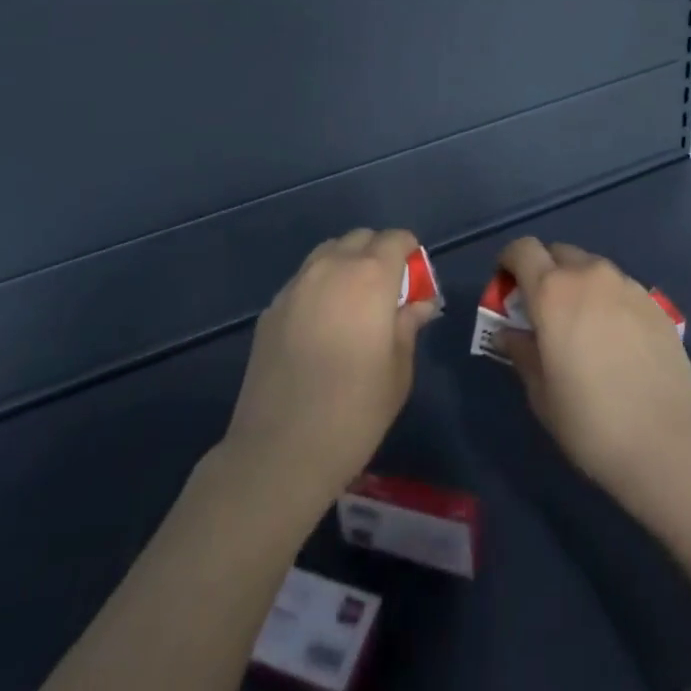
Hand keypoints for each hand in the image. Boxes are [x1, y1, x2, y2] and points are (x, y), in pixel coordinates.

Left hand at [221, 228, 439, 507]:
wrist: (279, 452)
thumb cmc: (354, 412)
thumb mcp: (398, 371)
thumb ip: (409, 326)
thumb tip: (419, 304)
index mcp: (370, 276)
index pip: (396, 239)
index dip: (409, 252)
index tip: (415, 279)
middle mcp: (331, 267)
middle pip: (360, 238)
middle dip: (378, 253)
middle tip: (387, 292)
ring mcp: (296, 285)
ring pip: (328, 253)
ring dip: (346, 264)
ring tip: (353, 303)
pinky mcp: (271, 309)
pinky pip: (303, 280)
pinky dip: (319, 286)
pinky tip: (321, 325)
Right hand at [498, 237, 690, 504]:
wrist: (669, 442)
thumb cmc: (591, 421)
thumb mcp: (541, 394)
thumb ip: (522, 352)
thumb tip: (509, 333)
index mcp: (552, 291)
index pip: (523, 249)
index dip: (510, 262)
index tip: (507, 287)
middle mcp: (588, 275)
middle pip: (558, 253)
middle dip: (545, 272)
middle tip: (544, 311)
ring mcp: (626, 284)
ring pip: (591, 268)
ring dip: (578, 284)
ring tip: (583, 326)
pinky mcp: (654, 301)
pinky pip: (619, 287)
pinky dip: (607, 299)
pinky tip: (616, 339)